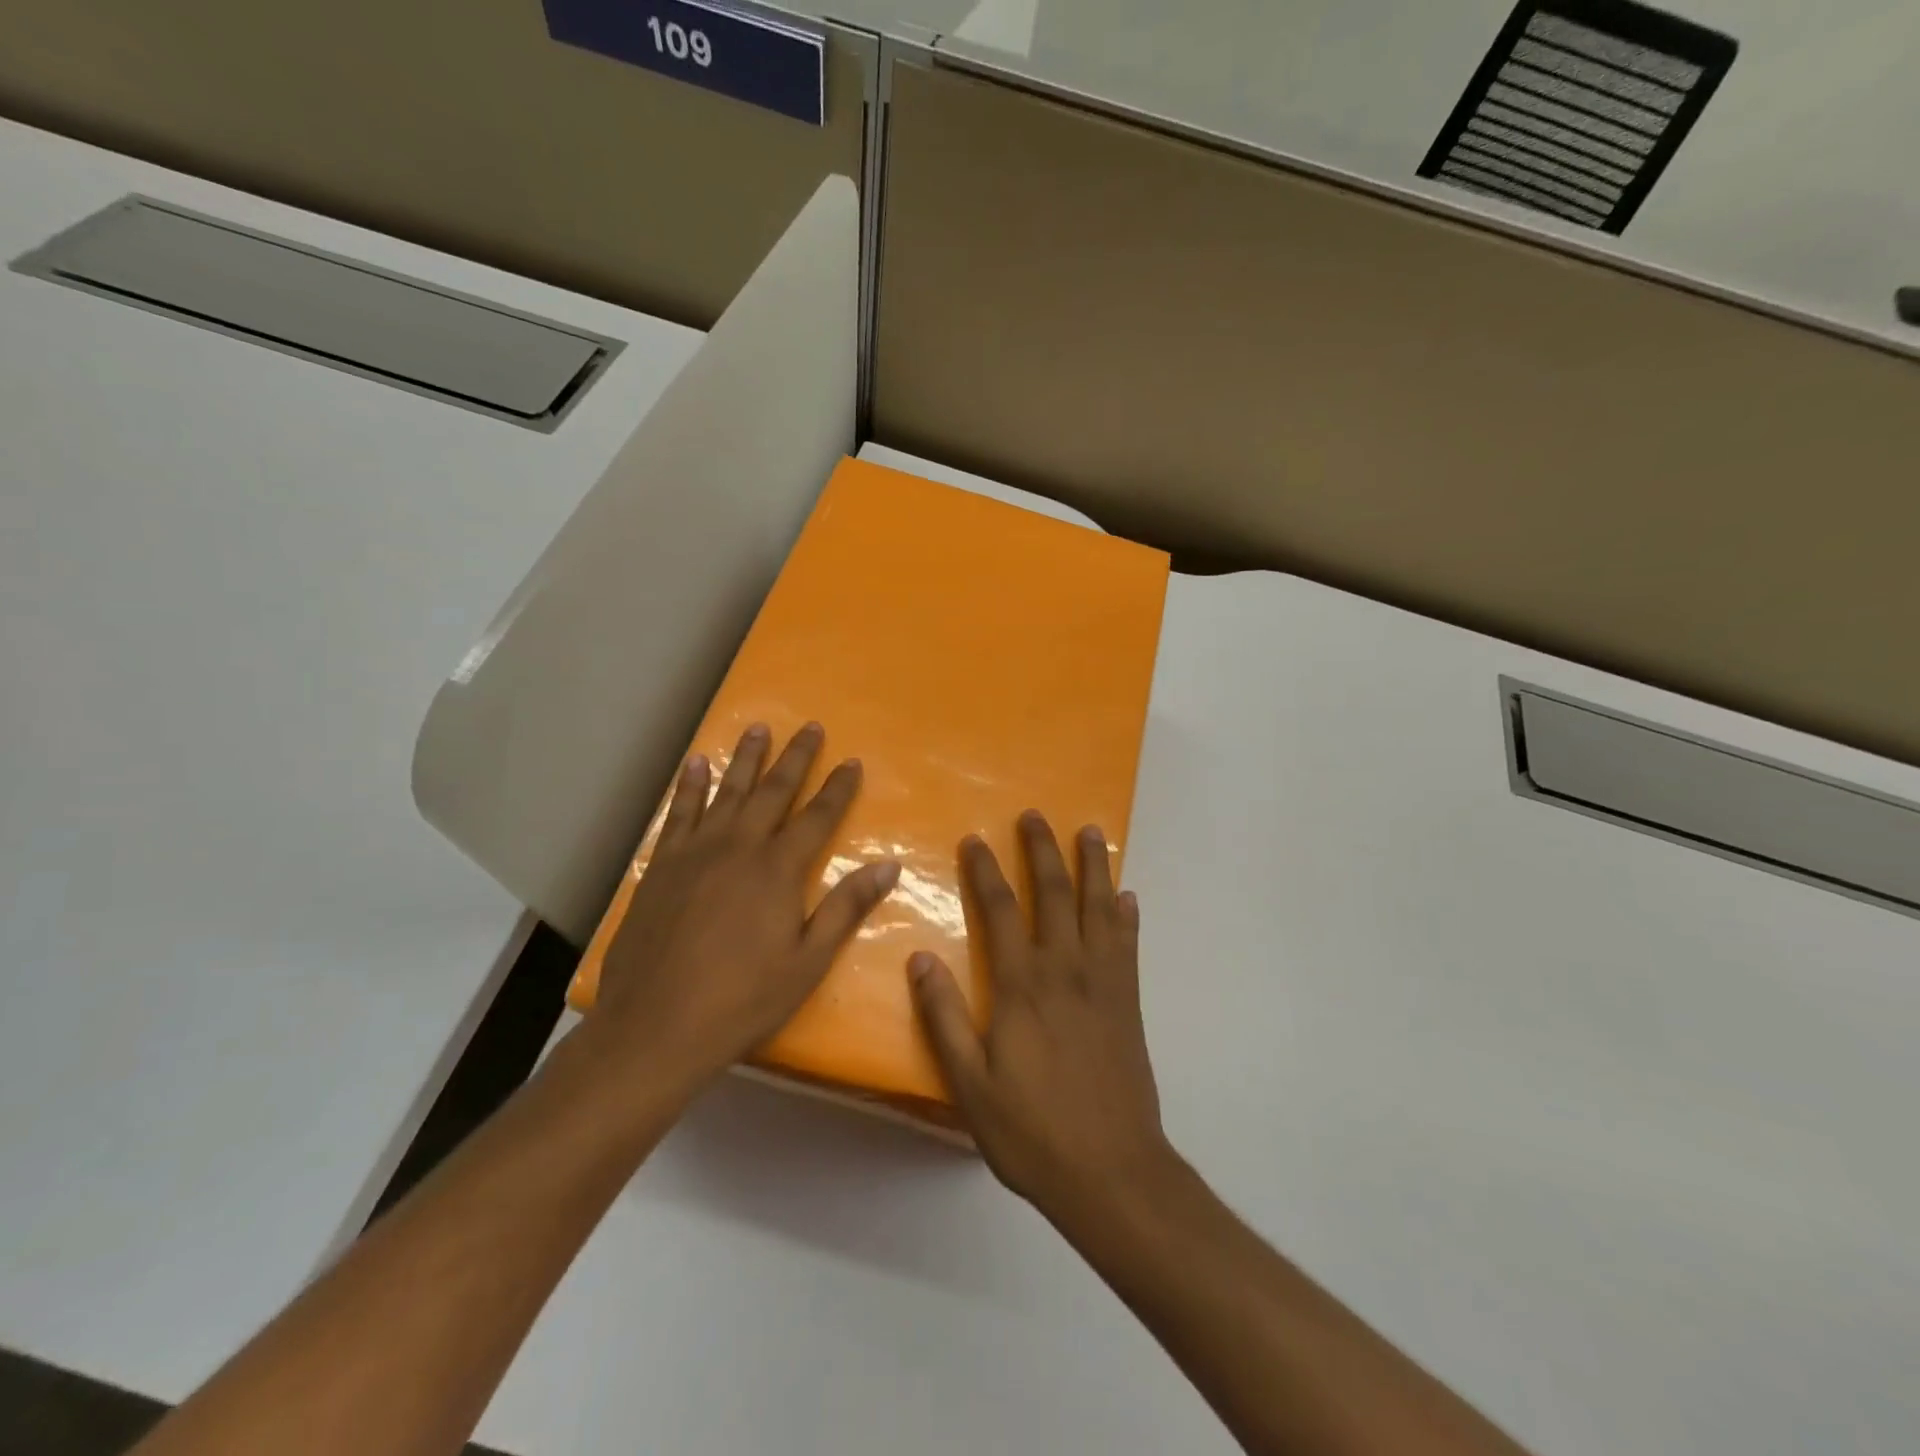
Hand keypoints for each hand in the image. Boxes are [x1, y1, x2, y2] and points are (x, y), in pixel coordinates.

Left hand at [587, 722, 900, 1094]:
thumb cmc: (743, 1000)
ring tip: (758, 728)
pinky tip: (695, 764)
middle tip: (810, 726)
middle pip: (773, 791)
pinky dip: (689, 786)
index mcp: (779, 870)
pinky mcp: (662, 865)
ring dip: (745, 758)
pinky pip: (678, 813)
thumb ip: (846, 908)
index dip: (838, 788)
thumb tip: (888, 865)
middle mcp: (739, 847)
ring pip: (726, 791)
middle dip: (795, 758)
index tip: (852, 761)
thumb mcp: (808, 962)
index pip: (818, 817)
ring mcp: (696, 852)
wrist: (655, 1026)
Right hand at [909, 811, 1173, 1219]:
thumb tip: (920, 957)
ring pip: (1098, 908)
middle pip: (1054, 894)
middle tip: (1035, 816)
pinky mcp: (1129, 1002)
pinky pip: (1128, 944)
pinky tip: (1127, 896)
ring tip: (1091, 832)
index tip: (975, 839)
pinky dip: (1127, 915)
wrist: (1112, 1172)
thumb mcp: (970, 1084)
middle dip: (1043, 850)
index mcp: (1022, 985)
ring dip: (1094, 867)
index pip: (1001, 910)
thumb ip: (943, 1017)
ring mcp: (1103, 983)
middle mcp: (1065, 969)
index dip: (986, 871)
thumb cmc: (1031, 1131)